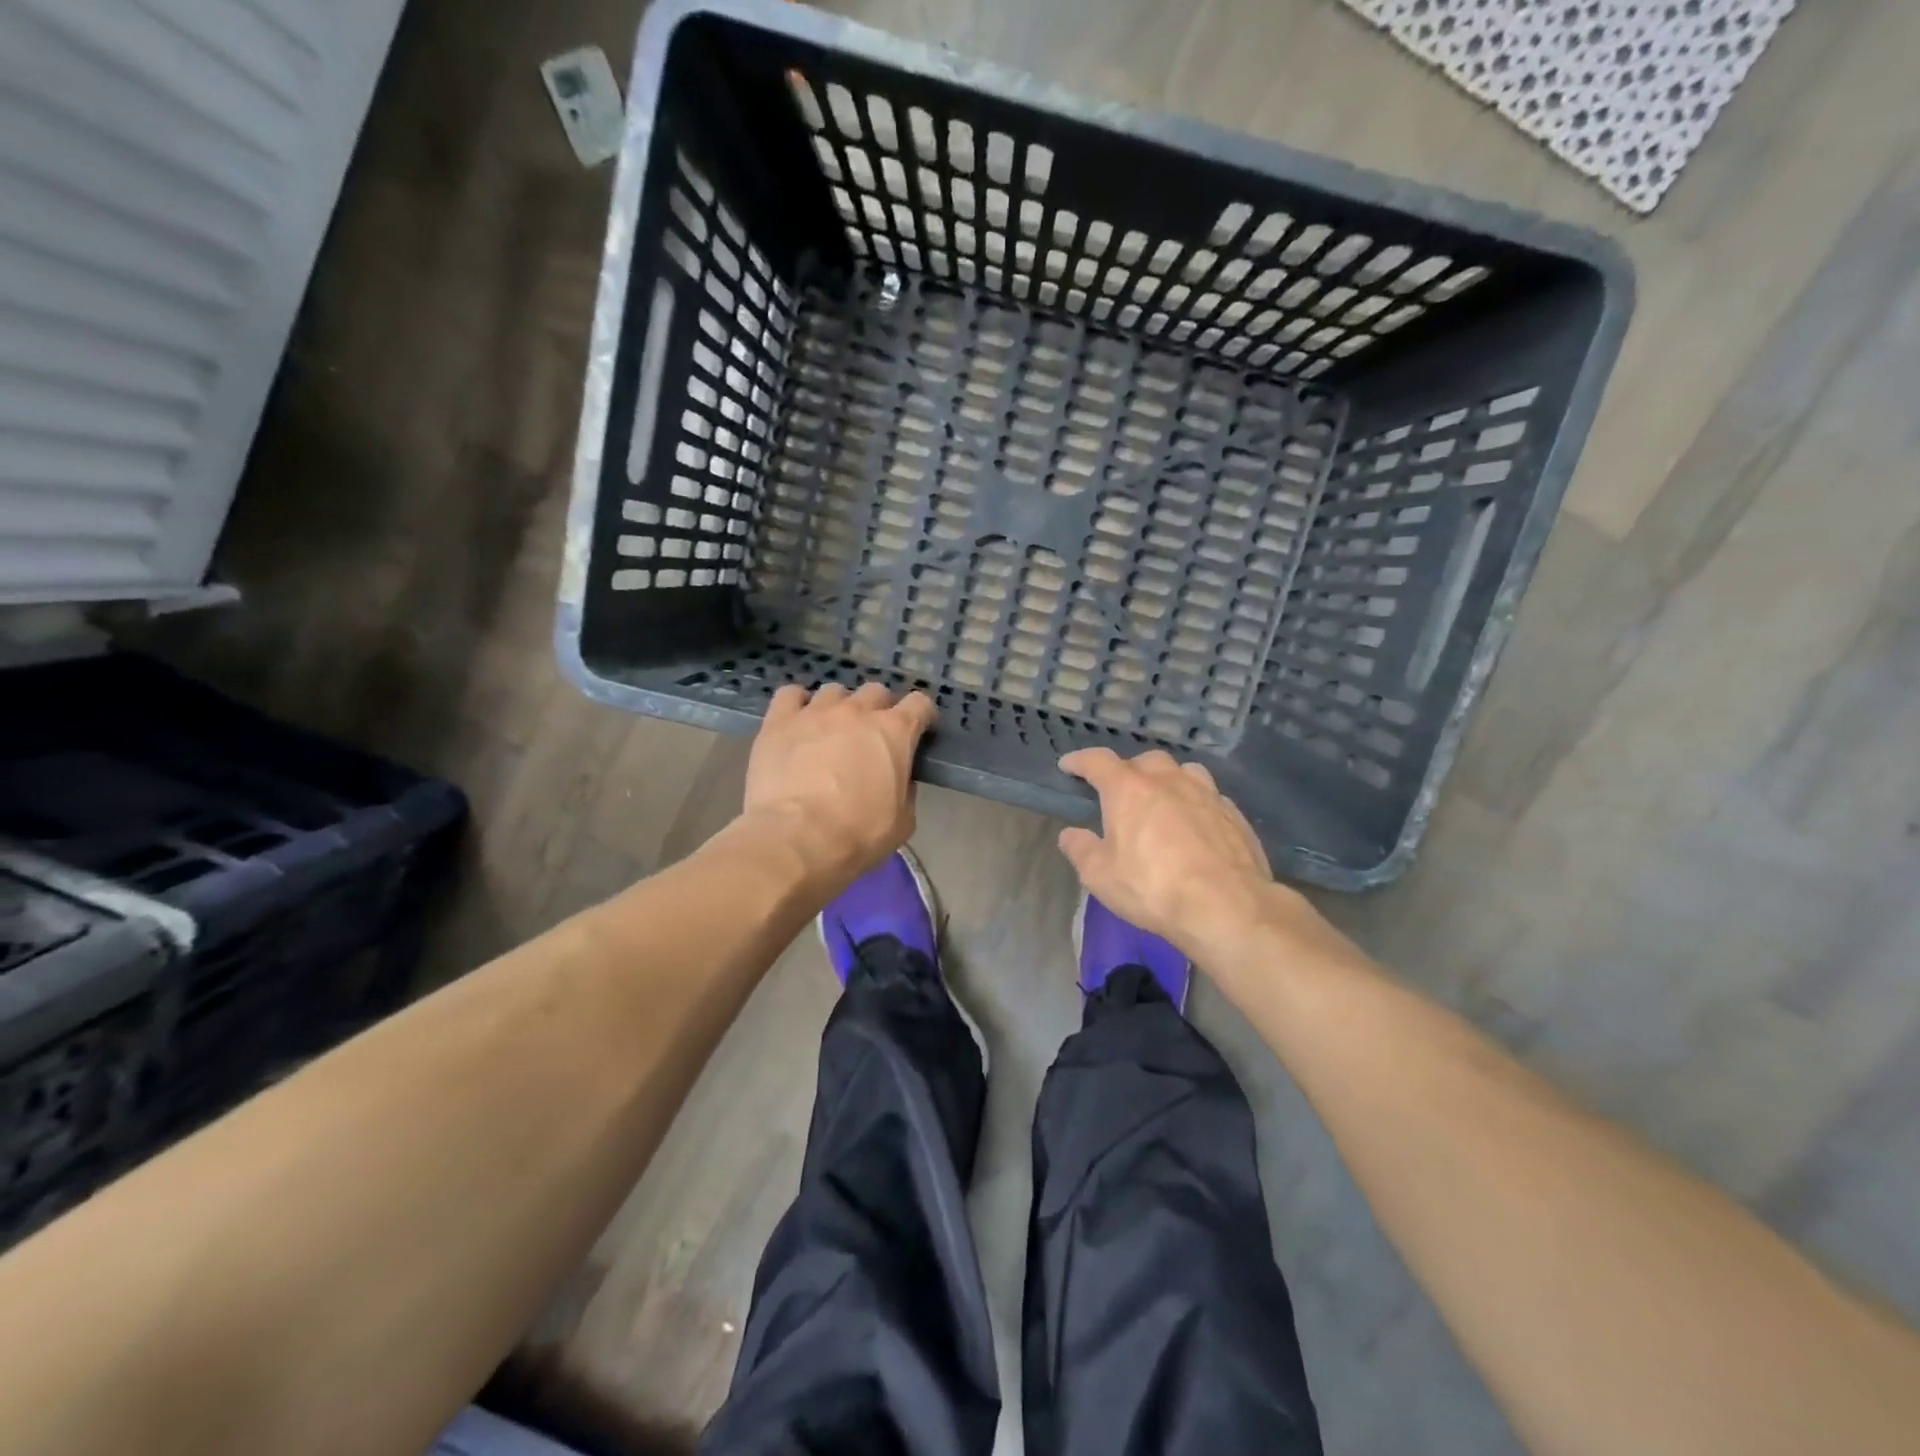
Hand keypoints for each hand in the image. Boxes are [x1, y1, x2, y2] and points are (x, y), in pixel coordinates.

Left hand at [742, 682, 935, 887]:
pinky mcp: (780, 720)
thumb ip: (906, 790)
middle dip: (878, 709)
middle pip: (876, 691)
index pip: (919, 703)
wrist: (797, 839)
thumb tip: (898, 779)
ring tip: (830, 731)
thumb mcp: (902, 821)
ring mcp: (816, 711)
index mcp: (895, 732)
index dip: (921, 716)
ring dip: (839, 707)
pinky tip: (797, 722)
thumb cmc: (858, 834)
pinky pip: (790, 695)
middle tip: (870, 736)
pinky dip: (797, 704)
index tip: (917, 732)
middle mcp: (857, 711)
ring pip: (834, 692)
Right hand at [1057, 748, 1274, 954]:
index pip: (1097, 761)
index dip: (1080, 761)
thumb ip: (1080, 849)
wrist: (1227, 906)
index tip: (1068, 766)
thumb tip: (1070, 834)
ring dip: (1167, 780)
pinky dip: (1195, 803)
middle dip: (1128, 771)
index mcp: (1128, 789)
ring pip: (1183, 771)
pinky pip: (1209, 796)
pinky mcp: (1234, 813)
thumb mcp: (1100, 876)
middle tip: (1120, 793)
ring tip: (1162, 801)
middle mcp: (1168, 780)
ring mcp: (1206, 793)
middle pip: (1144, 761)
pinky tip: (1195, 825)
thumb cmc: (1153, 888)